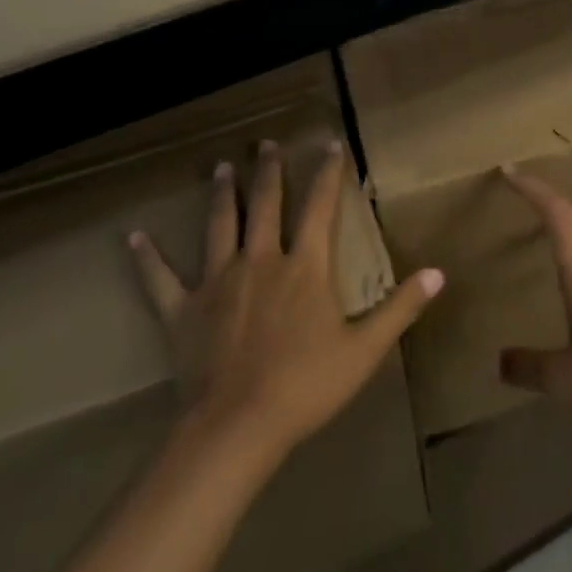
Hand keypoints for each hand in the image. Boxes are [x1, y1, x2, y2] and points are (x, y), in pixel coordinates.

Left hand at [129, 138, 443, 462]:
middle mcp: (261, 259)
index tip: (331, 144)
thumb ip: (400, 307)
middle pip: (266, 204)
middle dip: (269, 170)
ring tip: (222, 166)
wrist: (237, 427)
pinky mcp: (183, 309)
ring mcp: (218, 280)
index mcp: (304, 266)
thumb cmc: (306, 385)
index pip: (320, 207)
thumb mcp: (364, 349)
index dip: (328, 173)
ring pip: (220, 225)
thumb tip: (439, 273)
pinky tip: (133, 237)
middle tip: (266, 144)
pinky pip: (161, 278)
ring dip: (223, 193)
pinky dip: (147, 257)